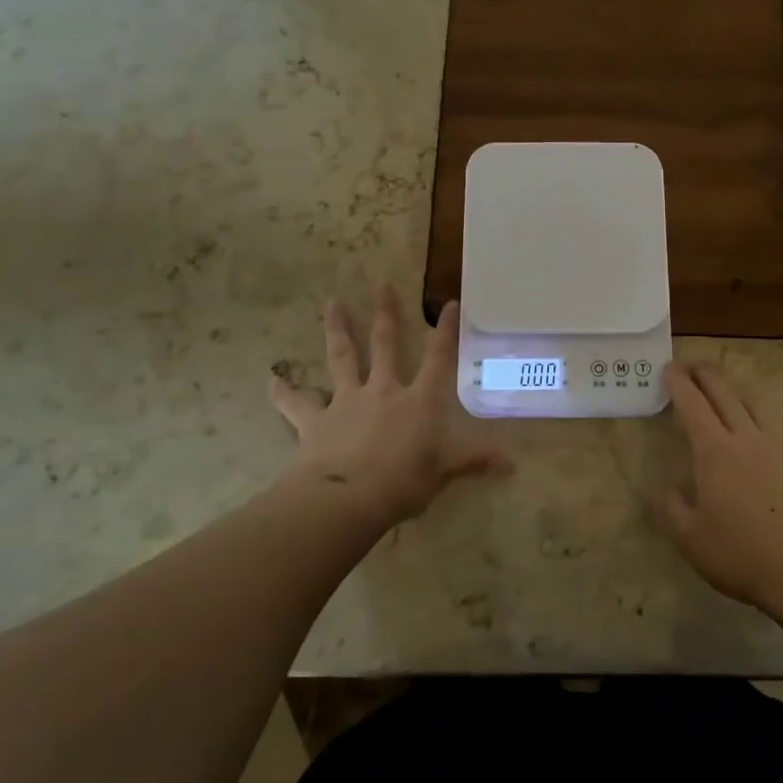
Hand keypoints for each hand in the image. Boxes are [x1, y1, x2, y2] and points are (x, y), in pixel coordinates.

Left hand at [269, 289, 510, 526]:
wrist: (348, 498)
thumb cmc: (404, 482)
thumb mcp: (444, 472)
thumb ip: (473, 462)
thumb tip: (511, 465)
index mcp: (418, 401)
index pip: (438, 359)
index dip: (446, 331)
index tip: (449, 303)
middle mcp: (383, 391)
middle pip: (384, 345)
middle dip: (385, 314)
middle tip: (381, 284)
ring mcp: (346, 402)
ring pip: (341, 358)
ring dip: (337, 330)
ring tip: (332, 304)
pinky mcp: (315, 421)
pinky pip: (295, 403)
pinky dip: (283, 392)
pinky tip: (271, 379)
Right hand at [657, 362, 782, 610]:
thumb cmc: (742, 553)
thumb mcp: (691, 539)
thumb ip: (674, 510)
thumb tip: (670, 489)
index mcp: (714, 452)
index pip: (693, 407)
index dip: (679, 385)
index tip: (670, 367)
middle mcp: (748, 438)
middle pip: (725, 396)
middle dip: (707, 377)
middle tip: (695, 365)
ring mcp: (782, 447)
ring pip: (756, 408)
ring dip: (738, 395)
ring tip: (730, 395)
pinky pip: (780, 434)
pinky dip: (765, 427)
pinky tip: (766, 444)